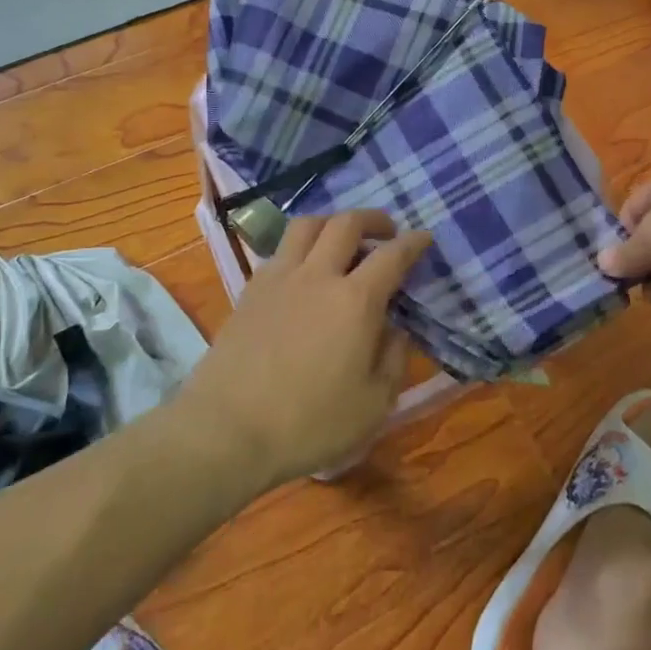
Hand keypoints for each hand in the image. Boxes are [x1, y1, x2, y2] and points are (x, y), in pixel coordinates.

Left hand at [180, 210, 432, 486]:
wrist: (227, 429)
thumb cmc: (308, 423)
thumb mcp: (373, 404)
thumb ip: (393, 359)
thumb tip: (395, 329)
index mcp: (355, 300)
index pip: (392, 255)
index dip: (413, 242)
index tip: (423, 238)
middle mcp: (318, 275)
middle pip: (346, 223)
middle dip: (373, 219)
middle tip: (386, 232)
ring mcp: (279, 278)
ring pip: (308, 225)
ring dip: (332, 223)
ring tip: (342, 239)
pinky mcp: (250, 289)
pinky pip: (281, 249)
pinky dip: (301, 246)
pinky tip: (305, 270)